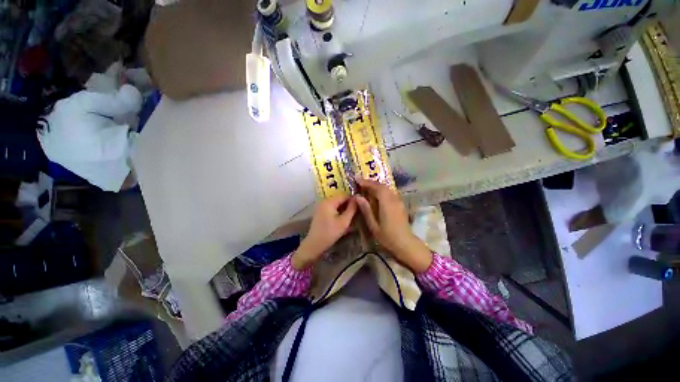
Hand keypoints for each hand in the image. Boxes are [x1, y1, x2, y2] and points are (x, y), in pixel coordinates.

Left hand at [291, 195, 356, 269]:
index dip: (353, 199)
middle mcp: (324, 201)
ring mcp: (321, 206)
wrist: (315, 244)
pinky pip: (331, 207)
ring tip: (351, 215)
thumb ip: (352, 209)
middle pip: (339, 198)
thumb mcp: (344, 221)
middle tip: (357, 211)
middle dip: (348, 203)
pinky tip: (342, 217)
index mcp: (329, 201)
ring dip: (343, 207)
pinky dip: (338, 210)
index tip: (361, 205)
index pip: (344, 195)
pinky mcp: (320, 211)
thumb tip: (358, 199)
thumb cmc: (330, 233)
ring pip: (336, 203)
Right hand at [355, 177, 432, 272]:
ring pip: (387, 188)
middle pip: (382, 186)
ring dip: (376, 185)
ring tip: (366, 186)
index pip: (377, 188)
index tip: (357, 179)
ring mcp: (398, 201)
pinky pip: (390, 193)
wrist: (406, 244)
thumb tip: (358, 197)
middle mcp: (394, 199)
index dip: (367, 182)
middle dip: (371, 182)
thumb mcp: (373, 225)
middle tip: (359, 182)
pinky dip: (381, 190)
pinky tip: (376, 194)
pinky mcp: (400, 204)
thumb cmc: (388, 237)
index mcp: (387, 204)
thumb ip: (366, 210)